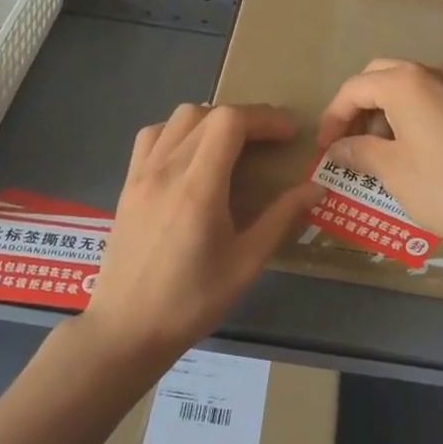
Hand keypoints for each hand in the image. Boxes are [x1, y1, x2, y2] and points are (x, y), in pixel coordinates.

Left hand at [83, 102, 317, 363]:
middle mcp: (166, 169)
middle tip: (270, 141)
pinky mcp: (128, 183)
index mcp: (198, 188)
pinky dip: (179, 131)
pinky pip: (153, 136)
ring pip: (178, 118)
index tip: (289, 134)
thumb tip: (316, 188)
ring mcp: (141, 174)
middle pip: (208, 113)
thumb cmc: (191, 302)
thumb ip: (281, 219)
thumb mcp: (246, 264)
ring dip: (212, 119)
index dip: (264, 118)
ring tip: (232, 144)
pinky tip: (191, 155)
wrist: (126, 330)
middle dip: (246, 118)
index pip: (230, 122)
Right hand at [317, 59, 442, 263]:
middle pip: (381, 77)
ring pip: (409, 86)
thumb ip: (357, 151)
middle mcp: (433, 73)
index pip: (354, 88)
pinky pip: (433, 99)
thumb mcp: (391, 170)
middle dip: (358, 108)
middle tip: (348, 143)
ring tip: (379, 151)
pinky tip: (413, 150)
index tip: (324, 149)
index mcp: (405, 82)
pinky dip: (412, 115)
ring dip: (386, 111)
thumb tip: (337, 148)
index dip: (332, 118)